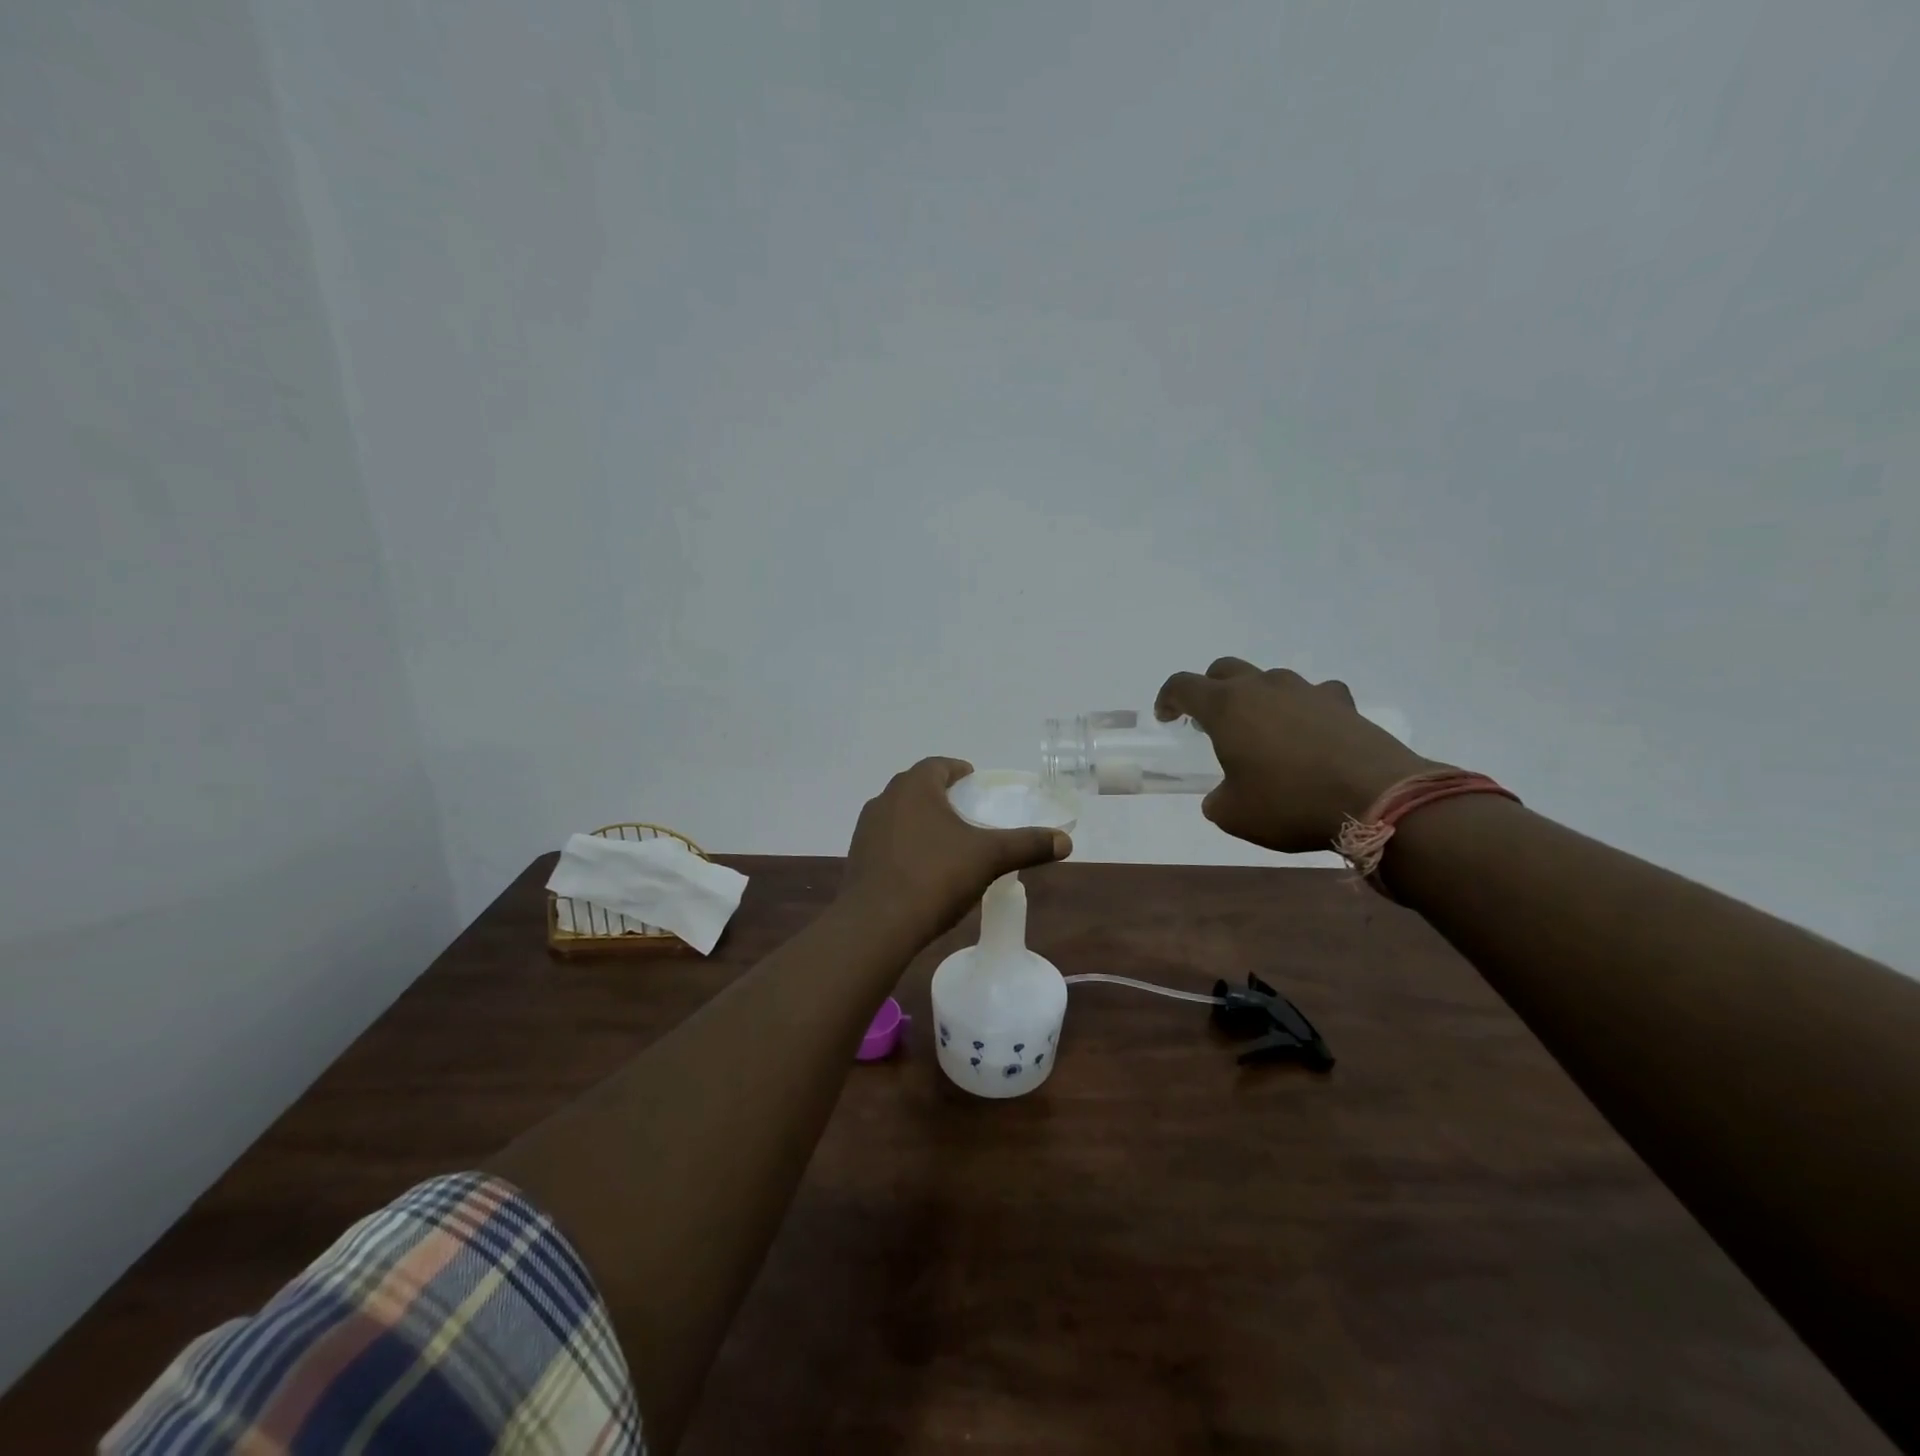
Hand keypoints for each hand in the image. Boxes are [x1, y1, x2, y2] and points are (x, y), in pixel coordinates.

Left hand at [841, 758, 1072, 939]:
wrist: (876, 925)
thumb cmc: (934, 877)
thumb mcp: (989, 859)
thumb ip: (1026, 845)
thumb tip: (1065, 841)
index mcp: (914, 787)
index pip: (937, 765)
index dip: (958, 770)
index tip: (974, 781)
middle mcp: (885, 800)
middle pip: (917, 787)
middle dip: (940, 795)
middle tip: (965, 811)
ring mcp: (866, 829)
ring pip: (899, 814)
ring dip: (921, 820)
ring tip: (945, 840)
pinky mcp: (857, 857)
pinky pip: (887, 841)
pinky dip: (905, 845)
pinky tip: (921, 868)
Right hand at [1155, 659, 1433, 853]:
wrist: (1377, 799)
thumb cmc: (1290, 803)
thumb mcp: (1234, 815)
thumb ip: (1217, 799)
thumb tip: (1222, 795)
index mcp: (1227, 708)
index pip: (1183, 685)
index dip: (1168, 698)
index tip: (1167, 718)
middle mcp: (1263, 688)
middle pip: (1225, 669)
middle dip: (1210, 689)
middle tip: (1210, 721)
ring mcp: (1306, 691)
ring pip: (1269, 679)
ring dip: (1257, 698)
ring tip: (1263, 731)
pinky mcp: (1343, 704)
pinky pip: (1314, 694)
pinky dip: (1303, 707)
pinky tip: (1310, 731)